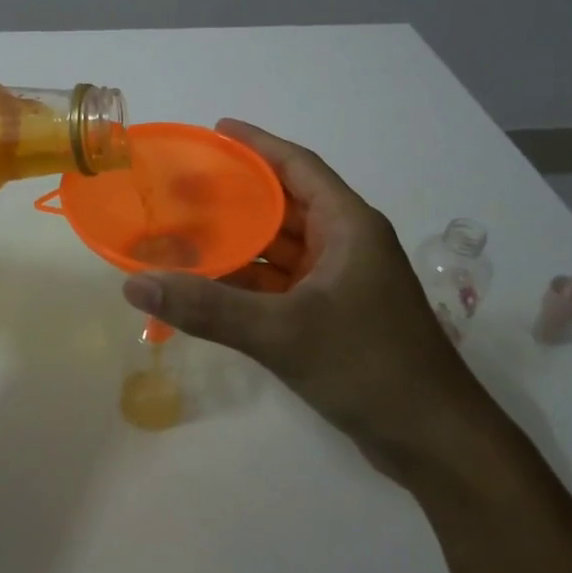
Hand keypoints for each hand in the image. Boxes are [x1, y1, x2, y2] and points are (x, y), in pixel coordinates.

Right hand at [121, 120, 491, 475]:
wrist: (434, 442)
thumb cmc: (368, 366)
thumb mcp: (283, 333)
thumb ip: (208, 308)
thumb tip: (137, 286)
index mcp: (349, 226)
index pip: (298, 166)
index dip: (257, 145)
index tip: (215, 131)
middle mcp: (347, 244)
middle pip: (285, 205)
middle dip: (237, 195)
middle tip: (183, 187)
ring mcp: (342, 283)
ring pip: (282, 248)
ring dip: (240, 241)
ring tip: (185, 231)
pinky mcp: (335, 316)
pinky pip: (282, 284)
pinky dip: (249, 281)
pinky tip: (210, 285)